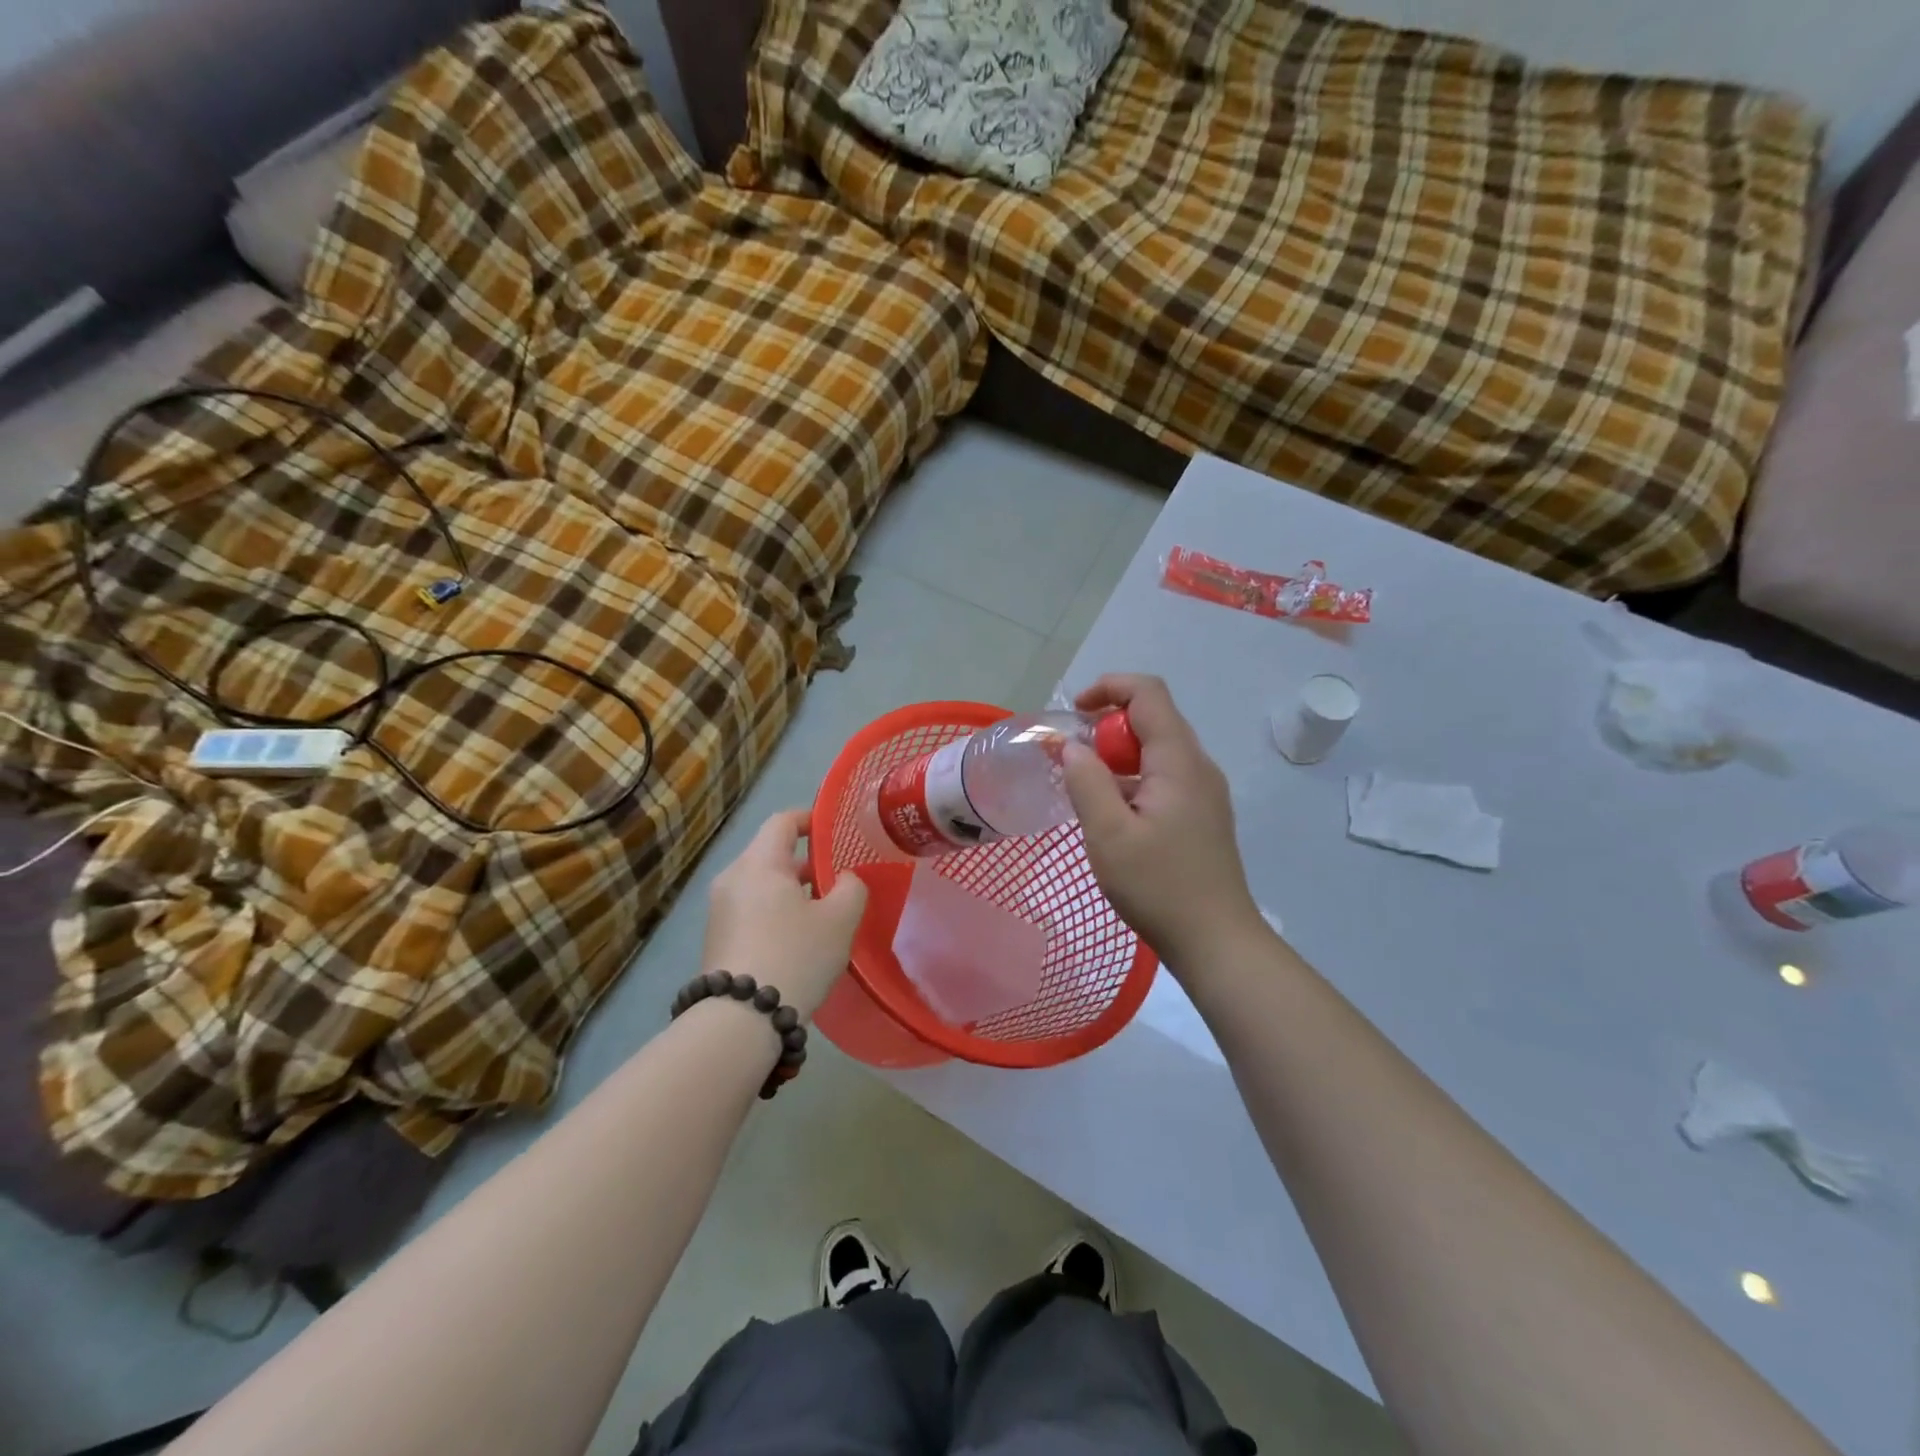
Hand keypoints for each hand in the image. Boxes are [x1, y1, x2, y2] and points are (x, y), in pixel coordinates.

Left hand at [701, 808, 867, 1019]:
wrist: (740, 1020)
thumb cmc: (795, 956)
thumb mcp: (840, 920)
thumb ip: (851, 887)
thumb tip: (845, 879)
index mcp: (759, 863)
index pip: (783, 821)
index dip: (810, 819)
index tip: (834, 830)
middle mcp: (733, 878)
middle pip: (770, 853)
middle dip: (805, 861)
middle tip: (837, 876)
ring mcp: (719, 910)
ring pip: (761, 884)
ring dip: (791, 889)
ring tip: (823, 910)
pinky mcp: (717, 938)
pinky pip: (751, 908)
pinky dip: (775, 911)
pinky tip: (798, 937)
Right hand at [1063, 675, 1265, 975]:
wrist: (1216, 941)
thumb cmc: (1159, 887)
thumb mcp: (1108, 835)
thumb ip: (1086, 782)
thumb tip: (1072, 747)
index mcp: (1179, 761)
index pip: (1147, 693)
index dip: (1108, 688)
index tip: (1074, 714)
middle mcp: (1198, 766)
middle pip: (1152, 719)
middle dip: (1107, 728)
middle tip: (1072, 762)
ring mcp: (1204, 792)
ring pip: (1157, 750)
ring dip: (1117, 757)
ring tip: (1085, 791)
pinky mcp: (1201, 815)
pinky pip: (1164, 777)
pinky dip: (1132, 779)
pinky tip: (1113, 815)